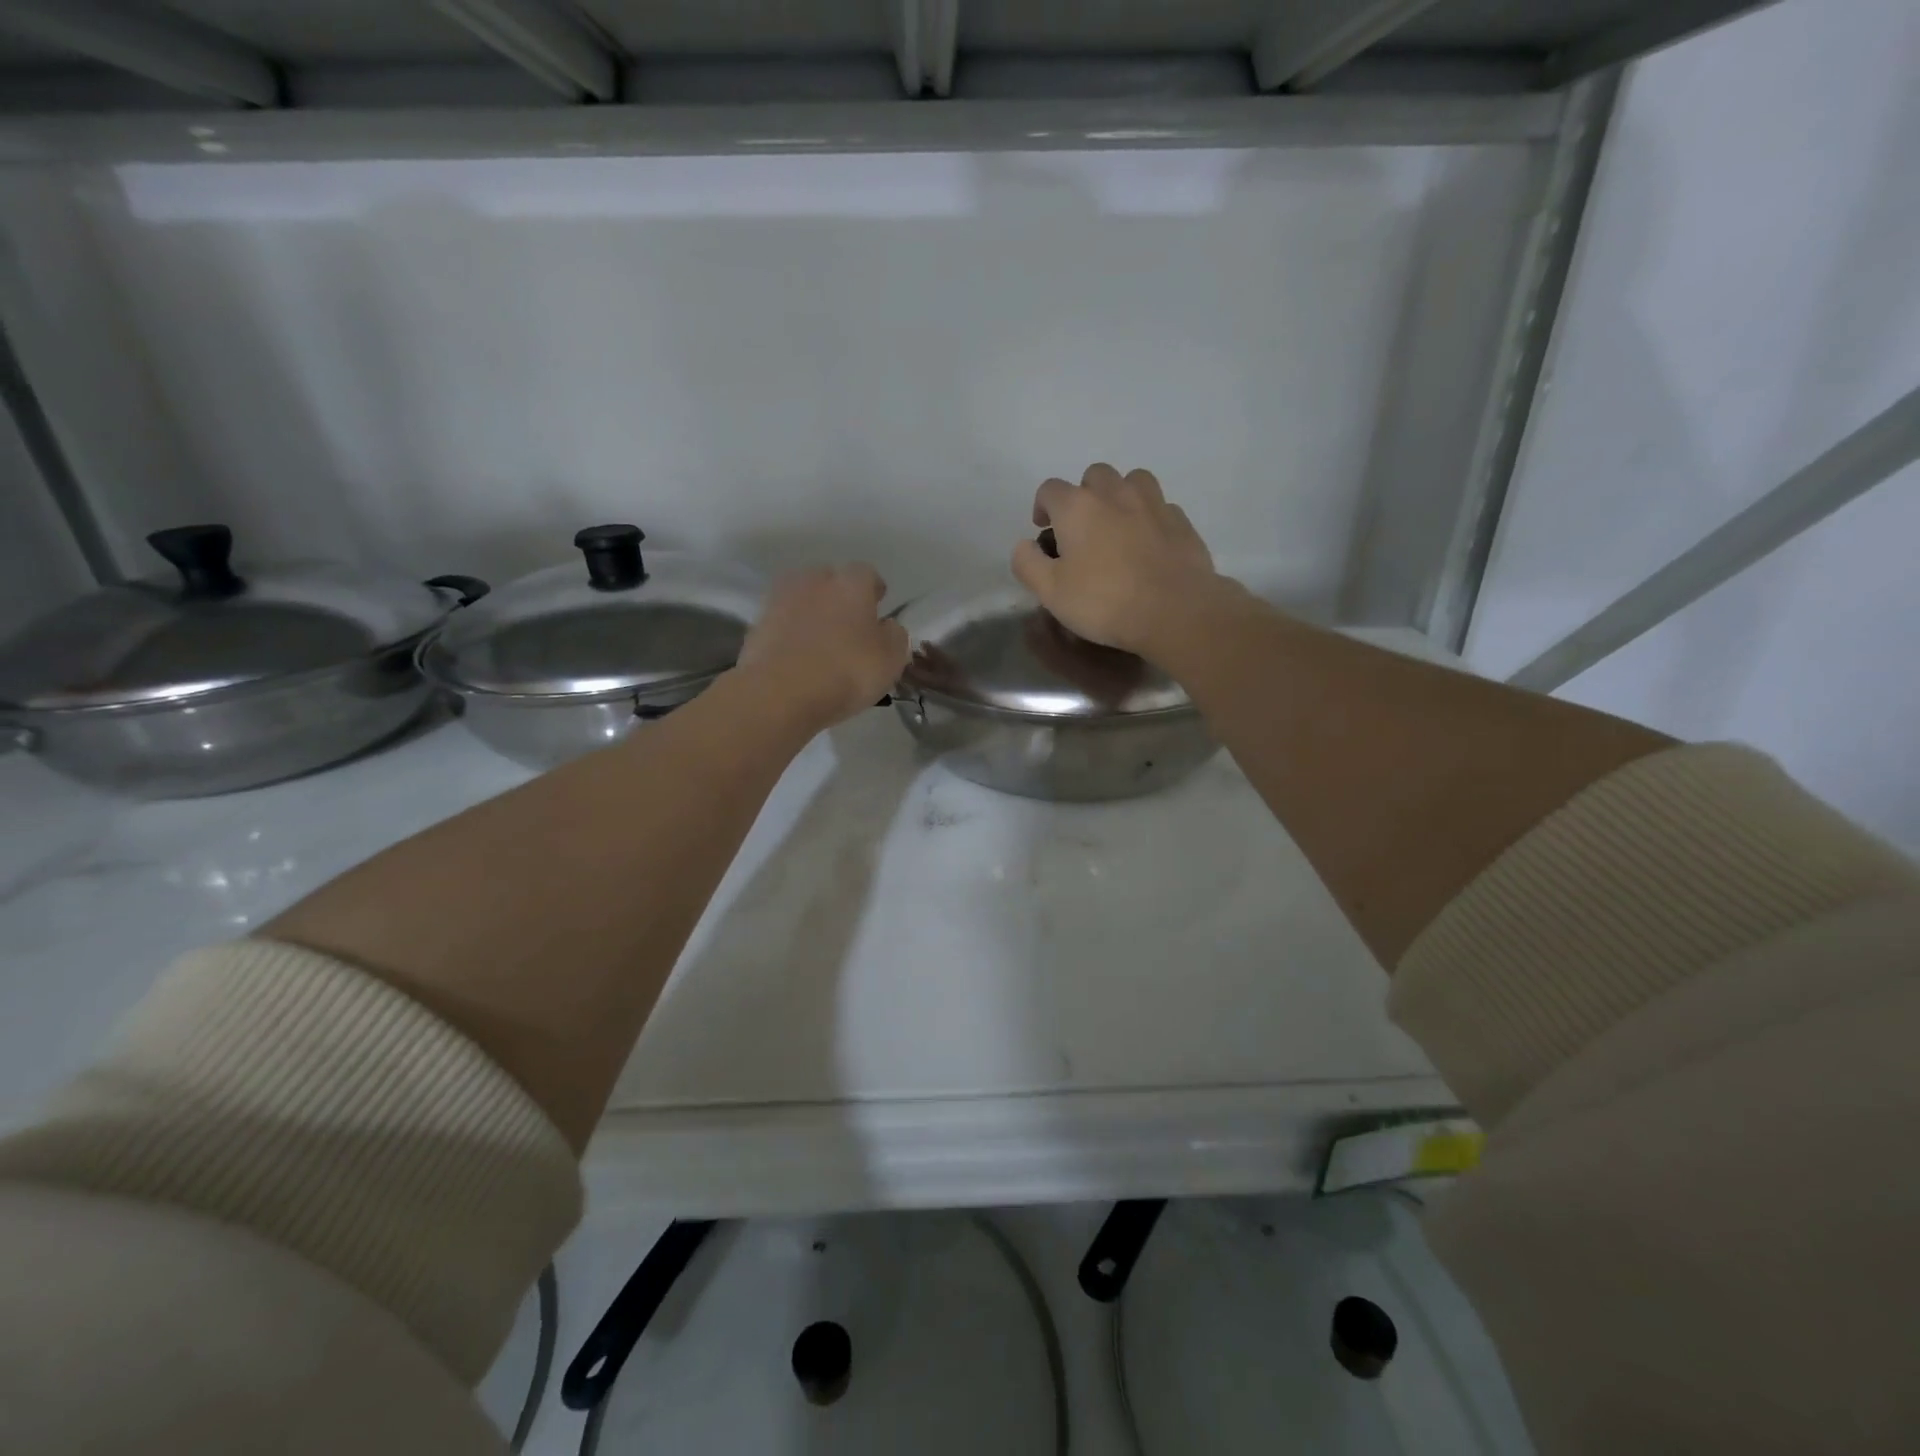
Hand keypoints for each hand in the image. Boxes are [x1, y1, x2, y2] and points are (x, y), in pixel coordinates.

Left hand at [737, 564, 909, 728]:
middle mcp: (814, 580)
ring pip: (802, 599)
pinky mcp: (756, 624)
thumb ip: (894, 636)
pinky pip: (782, 623)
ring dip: (812, 614)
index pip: (867, 574)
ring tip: (820, 643)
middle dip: (840, 598)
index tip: (878, 611)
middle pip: (830, 581)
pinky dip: (791, 634)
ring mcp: (780, 599)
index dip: (874, 592)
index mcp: (851, 583)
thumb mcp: (891, 660)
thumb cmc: (846, 671)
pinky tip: (797, 657)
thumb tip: (886, 626)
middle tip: (848, 627)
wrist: (779, 693)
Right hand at [1011, 463, 1225, 656]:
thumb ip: (1028, 564)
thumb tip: (1023, 545)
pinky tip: (1147, 543)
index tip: (1044, 531)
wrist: (1175, 610)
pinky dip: (1149, 517)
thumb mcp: (1051, 592)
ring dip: (1120, 496)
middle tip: (1082, 529)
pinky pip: (1160, 506)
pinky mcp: (1180, 521)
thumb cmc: (1104, 602)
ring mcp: (1153, 503)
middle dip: (1083, 495)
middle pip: (1094, 476)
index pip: (1050, 489)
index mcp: (1077, 507)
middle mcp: (1114, 493)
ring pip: (1132, 481)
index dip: (1042, 507)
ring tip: (1117, 526)